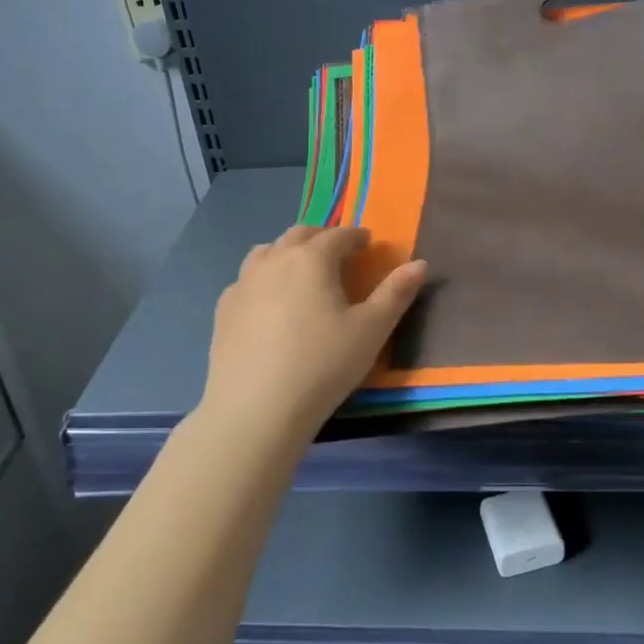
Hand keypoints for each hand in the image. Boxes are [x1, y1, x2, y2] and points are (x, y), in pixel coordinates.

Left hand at [198, 226, 427, 441]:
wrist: (256, 409)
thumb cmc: (323, 365)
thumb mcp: (371, 330)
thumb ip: (396, 293)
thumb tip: (420, 263)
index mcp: (312, 259)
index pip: (338, 235)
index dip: (356, 236)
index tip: (367, 243)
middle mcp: (274, 260)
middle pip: (299, 235)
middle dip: (322, 238)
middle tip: (337, 253)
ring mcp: (243, 283)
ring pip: (267, 252)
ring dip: (287, 252)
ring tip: (300, 271)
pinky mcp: (224, 309)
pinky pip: (246, 280)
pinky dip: (263, 279)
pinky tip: (268, 303)